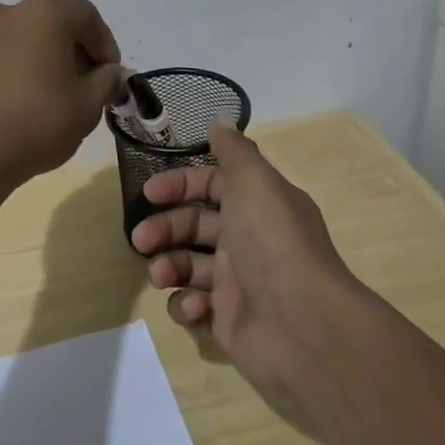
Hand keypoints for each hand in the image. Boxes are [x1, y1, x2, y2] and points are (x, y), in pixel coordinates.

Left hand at [0, 0, 126, 189]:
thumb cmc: (39, 121)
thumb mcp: (88, 104)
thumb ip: (107, 81)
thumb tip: (111, 73)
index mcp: (44, 13)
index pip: (87, 16)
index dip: (106, 45)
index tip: (112, 76)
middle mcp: (10, 12)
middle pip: (54, 23)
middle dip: (76, 51)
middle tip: (87, 86)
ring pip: (26, 38)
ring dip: (45, 58)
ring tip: (54, 95)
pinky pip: (2, 55)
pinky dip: (18, 68)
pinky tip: (23, 100)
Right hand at [131, 120, 370, 424]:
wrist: (303, 325)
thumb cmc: (272, 242)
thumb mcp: (255, 182)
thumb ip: (234, 151)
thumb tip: (221, 119)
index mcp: (258, 205)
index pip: (212, 185)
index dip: (180, 184)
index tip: (149, 192)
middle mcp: (248, 240)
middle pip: (194, 225)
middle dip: (164, 228)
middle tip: (141, 239)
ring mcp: (238, 282)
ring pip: (188, 265)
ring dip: (168, 266)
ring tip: (162, 276)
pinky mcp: (228, 320)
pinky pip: (194, 306)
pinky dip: (186, 304)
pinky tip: (194, 307)